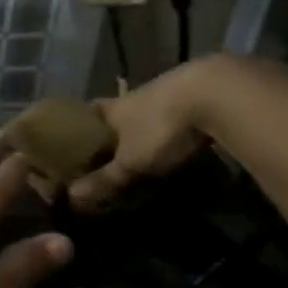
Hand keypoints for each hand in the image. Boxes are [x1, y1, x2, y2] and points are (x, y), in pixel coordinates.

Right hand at [69, 57, 225, 209]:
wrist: (216, 93)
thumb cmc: (161, 127)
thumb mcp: (131, 161)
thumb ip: (104, 179)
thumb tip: (72, 196)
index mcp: (115, 107)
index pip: (90, 109)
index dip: (81, 122)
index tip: (75, 136)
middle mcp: (138, 95)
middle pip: (119, 110)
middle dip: (114, 128)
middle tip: (110, 149)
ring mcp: (170, 92)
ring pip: (150, 110)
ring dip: (146, 126)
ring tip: (145, 147)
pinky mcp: (199, 94)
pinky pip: (178, 112)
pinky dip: (174, 125)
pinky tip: (180, 138)